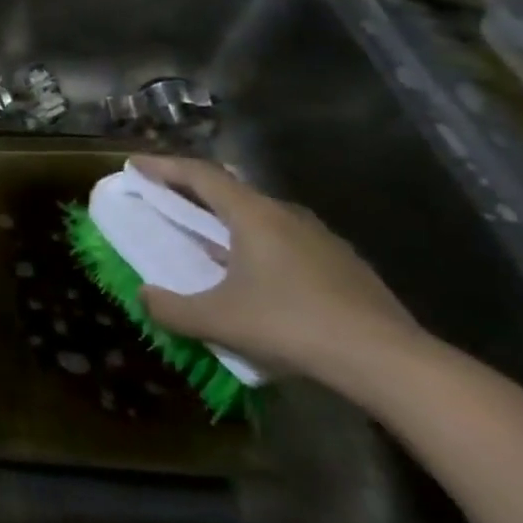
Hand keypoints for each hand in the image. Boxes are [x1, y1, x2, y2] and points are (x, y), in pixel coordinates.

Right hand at [130, 155, 419, 378]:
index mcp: (253, 214)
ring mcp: (320, 236)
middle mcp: (286, 214)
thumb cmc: (292, 325)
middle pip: (231, 189)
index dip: (163, 166)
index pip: (200, 174)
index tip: (135, 163)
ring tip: (208, 236)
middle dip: (193, 190)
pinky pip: (286, 239)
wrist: (387, 359)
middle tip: (166, 196)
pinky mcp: (342, 263)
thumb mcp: (218, 320)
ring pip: (261, 215)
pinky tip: (257, 274)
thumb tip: (144, 296)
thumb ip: (172, 308)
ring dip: (227, 218)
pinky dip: (257, 242)